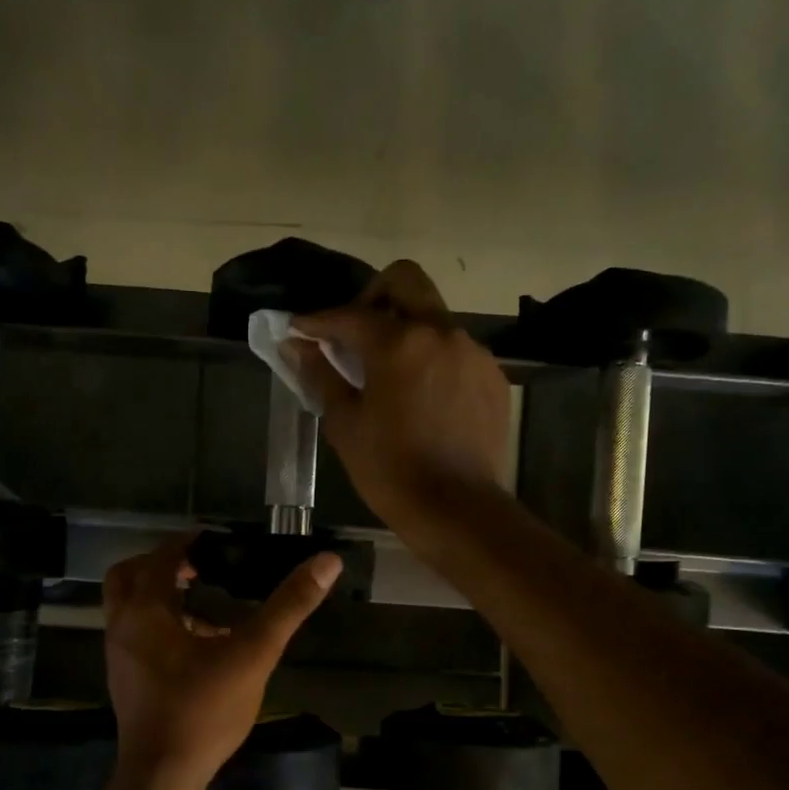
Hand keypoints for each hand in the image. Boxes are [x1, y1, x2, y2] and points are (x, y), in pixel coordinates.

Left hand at [103, 534, 340, 781]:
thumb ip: (288, 606)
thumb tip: (326, 561)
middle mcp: (121, 626)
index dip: (189, 544)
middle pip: (129, 576)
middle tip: (200, 568)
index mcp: (146, 610)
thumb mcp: (253, 653)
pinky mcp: (123, 681)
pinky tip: (197, 648)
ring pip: (128, 608)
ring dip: (160, 597)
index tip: (216, 542)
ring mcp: (117, 656)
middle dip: (162, 565)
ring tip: (203, 606)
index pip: (162, 558)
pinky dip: (158, 626)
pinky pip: (135, 636)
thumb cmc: (204, 709)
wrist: (163, 773)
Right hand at [289, 261, 510, 548]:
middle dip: (372, 296)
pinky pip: (456, 350)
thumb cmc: (390, 471)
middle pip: (404, 281)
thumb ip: (321, 376)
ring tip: (391, 374)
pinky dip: (433, 359)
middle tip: (355, 333)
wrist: (456, 509)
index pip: (349, 315)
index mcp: (397, 343)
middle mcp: (439, 333)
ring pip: (433, 317)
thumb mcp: (345, 425)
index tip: (298, 329)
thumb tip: (296, 346)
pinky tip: (423, 397)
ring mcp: (472, 352)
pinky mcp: (492, 376)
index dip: (317, 320)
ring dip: (406, 331)